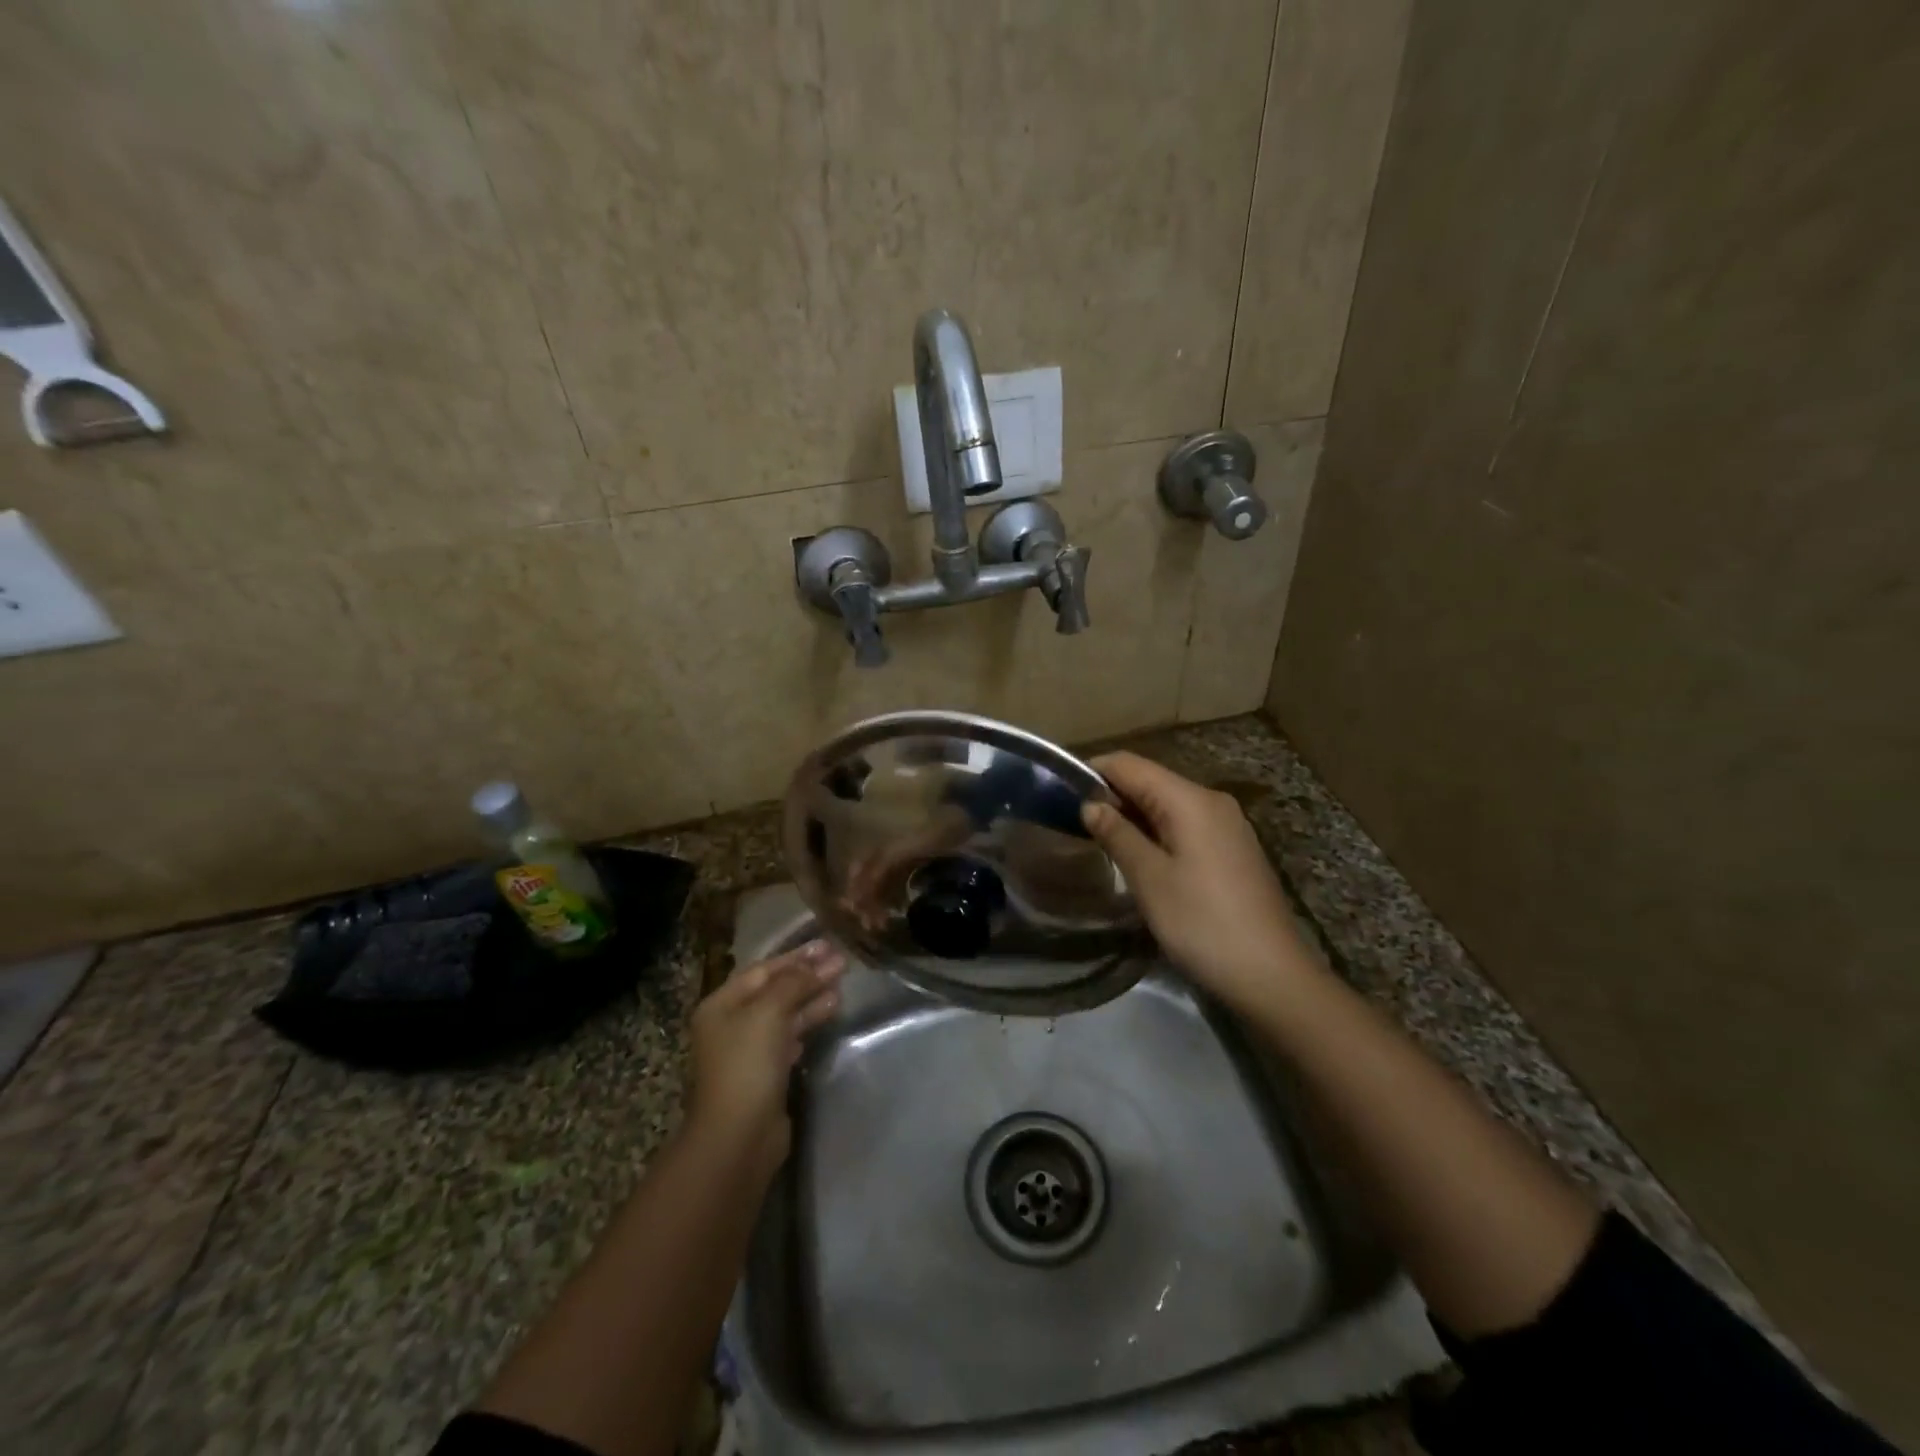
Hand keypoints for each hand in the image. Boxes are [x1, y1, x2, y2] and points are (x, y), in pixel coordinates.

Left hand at [686, 939, 845, 1178]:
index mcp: (721, 1004)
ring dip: (811, 1000)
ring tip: (841, 990)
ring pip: (784, 1015)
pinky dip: (806, 1025)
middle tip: (842, 965)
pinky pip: (788, 1039)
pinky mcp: (764, 1075)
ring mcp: (747, 1051)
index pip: (763, 970)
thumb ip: (793, 983)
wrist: (738, 1136)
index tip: (829, 946)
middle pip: (774, 991)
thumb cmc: (747, 1065)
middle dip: (808, 977)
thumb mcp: (769, 1012)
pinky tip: (825, 1018)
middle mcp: (730, 1024)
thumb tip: (815, 964)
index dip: (797, 957)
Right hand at [1081, 752, 1313, 1015]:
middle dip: (1111, 795)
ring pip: (1168, 804)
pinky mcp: (1233, 850)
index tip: (1060, 793)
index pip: (1130, 764)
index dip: (1093, 772)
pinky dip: (1156, 831)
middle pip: (1150, 781)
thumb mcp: (1150, 878)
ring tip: (1098, 840)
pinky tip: (1139, 857)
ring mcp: (1227, 825)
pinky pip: (1185, 825)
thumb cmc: (1203, 923)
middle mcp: (1212, 801)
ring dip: (1132, 815)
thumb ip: (1117, 835)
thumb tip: (1090, 805)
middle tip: (1072, 822)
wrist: (1272, 975)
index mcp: (1190, 799)